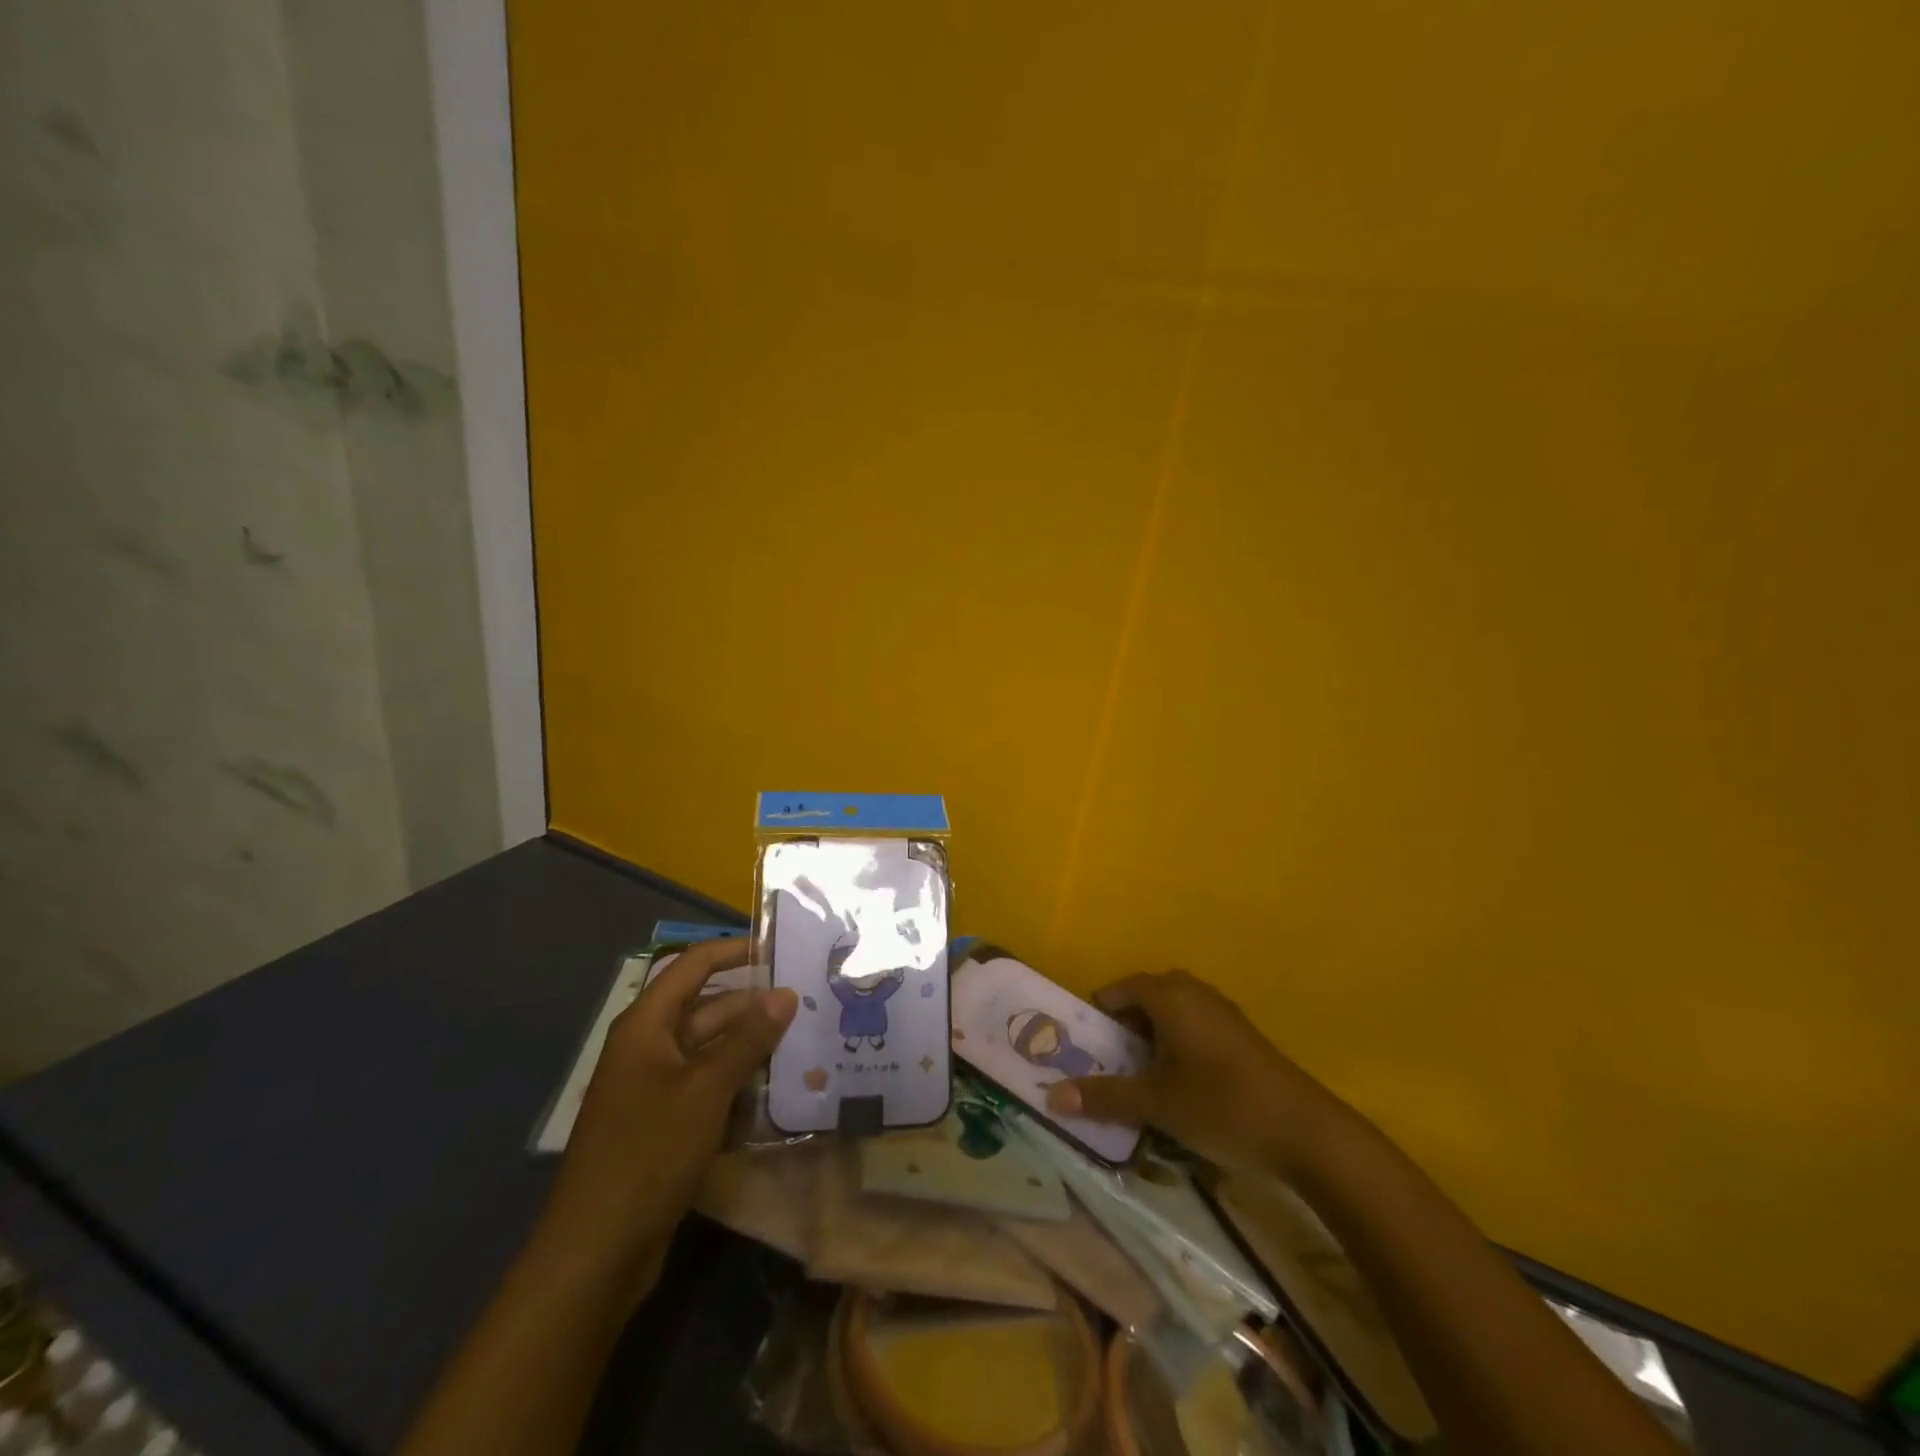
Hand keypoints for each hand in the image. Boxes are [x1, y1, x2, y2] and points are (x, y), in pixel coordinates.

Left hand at [540, 939, 795, 1298]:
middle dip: (756, 1005)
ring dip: (753, 1047)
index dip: (736, 950)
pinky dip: (740, 1083)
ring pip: (713, 1049)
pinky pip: (710, 1086)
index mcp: (647, 1025)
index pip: (695, 965)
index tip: (783, 948)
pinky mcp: (666, 1123)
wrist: (596, 1252)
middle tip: (811, 1003)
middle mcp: (650, 1047)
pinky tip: (780, 1090)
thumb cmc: (648, 1153)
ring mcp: (657, 1087)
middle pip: (709, 1008)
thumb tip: (787, 993)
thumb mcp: (706, 1089)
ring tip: (807, 1042)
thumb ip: (748, 1038)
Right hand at [1045, 969, 1347, 1178]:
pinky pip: (1195, 1023)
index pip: (1120, 988)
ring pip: (1173, 1009)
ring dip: (1152, 1033)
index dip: (1098, 1012)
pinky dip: (1177, 1040)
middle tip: (1109, 1057)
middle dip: (1125, 1023)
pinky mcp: (1241, 1034)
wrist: (1307, 1132)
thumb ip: (1104, 1097)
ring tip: (1140, 1072)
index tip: (1084, 1042)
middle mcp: (1194, 992)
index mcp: (1170, 997)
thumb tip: (1051, 1097)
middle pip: (1147, 995)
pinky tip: (1180, 1080)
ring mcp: (1222, 1012)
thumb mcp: (1156, 1104)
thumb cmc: (1222, 1106)